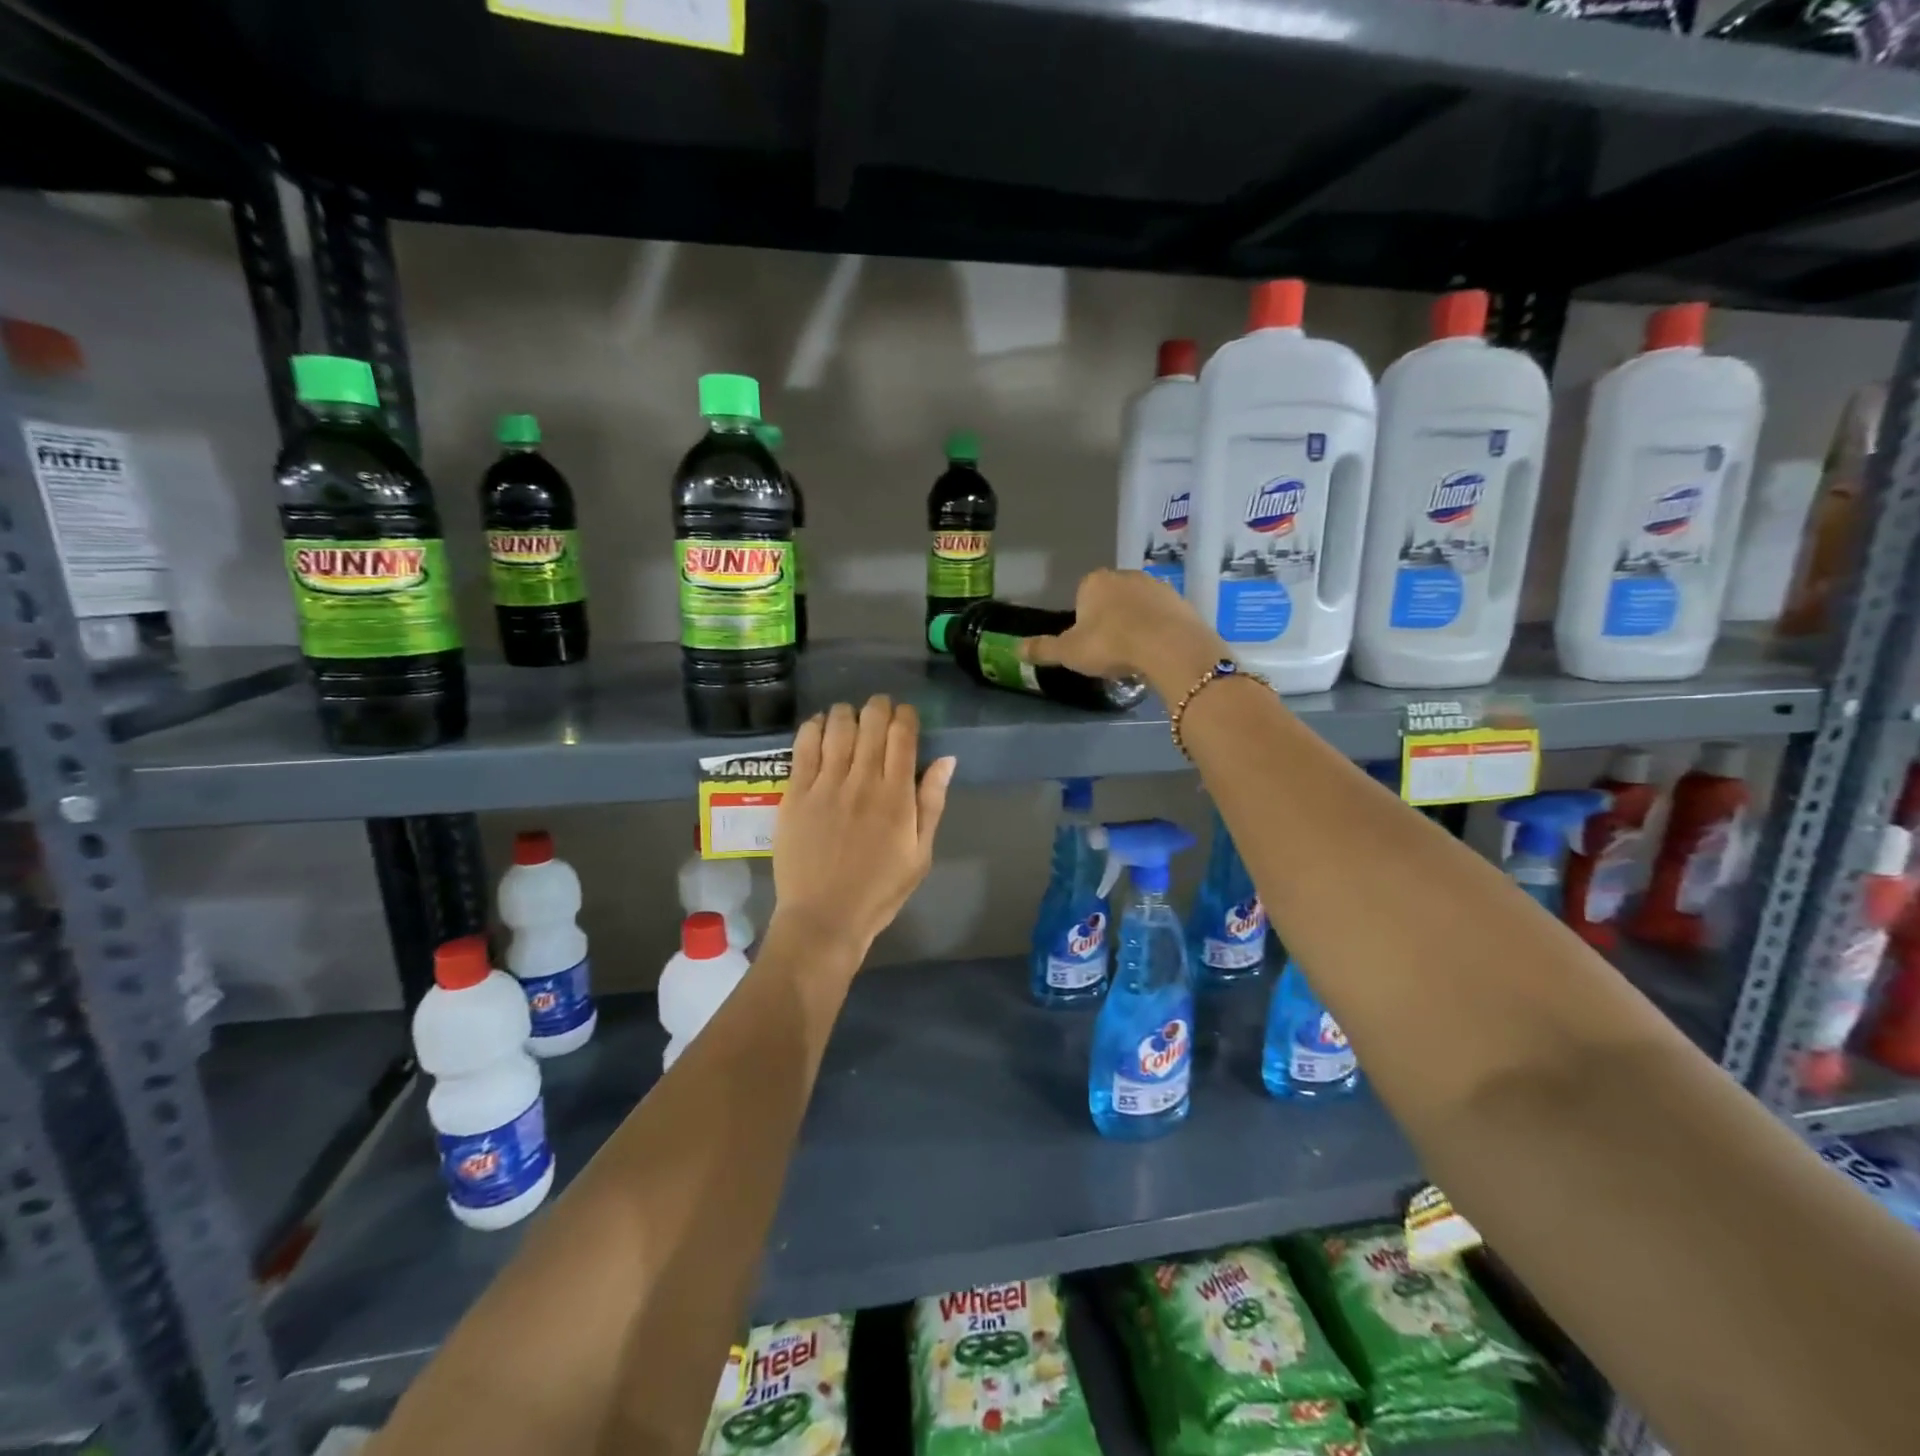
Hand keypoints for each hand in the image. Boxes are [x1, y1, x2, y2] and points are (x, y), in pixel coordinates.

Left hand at [771, 696, 954, 958]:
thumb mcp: (921, 854)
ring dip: (847, 713)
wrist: (824, 918)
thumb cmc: (880, 890)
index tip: (905, 715)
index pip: (903, 735)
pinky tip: (819, 727)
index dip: (905, 715)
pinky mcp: (795, 793)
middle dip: (878, 707)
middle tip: (879, 710)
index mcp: (897, 796)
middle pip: (871, 722)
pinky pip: (804, 745)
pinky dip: (814, 727)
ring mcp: (826, 784)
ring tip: (849, 717)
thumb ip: (932, 803)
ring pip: (837, 726)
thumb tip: (946, 759)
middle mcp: (862, 781)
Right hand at [1023, 569, 1222, 696]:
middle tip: (1111, 651)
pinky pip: (1163, 616)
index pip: (1082, 596)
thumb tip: (1015, 648)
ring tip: (1136, 654)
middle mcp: (1125, 575)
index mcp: (1094, 582)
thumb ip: (1043, 649)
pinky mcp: (1181, 600)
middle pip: (1112, 598)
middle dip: (1110, 619)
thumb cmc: (1111, 645)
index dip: (1083, 620)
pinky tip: (1157, 651)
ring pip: (1138, 605)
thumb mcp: (1069, 652)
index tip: (1089, 643)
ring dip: (1135, 623)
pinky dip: (1158, 630)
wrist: (1169, 647)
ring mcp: (1156, 585)